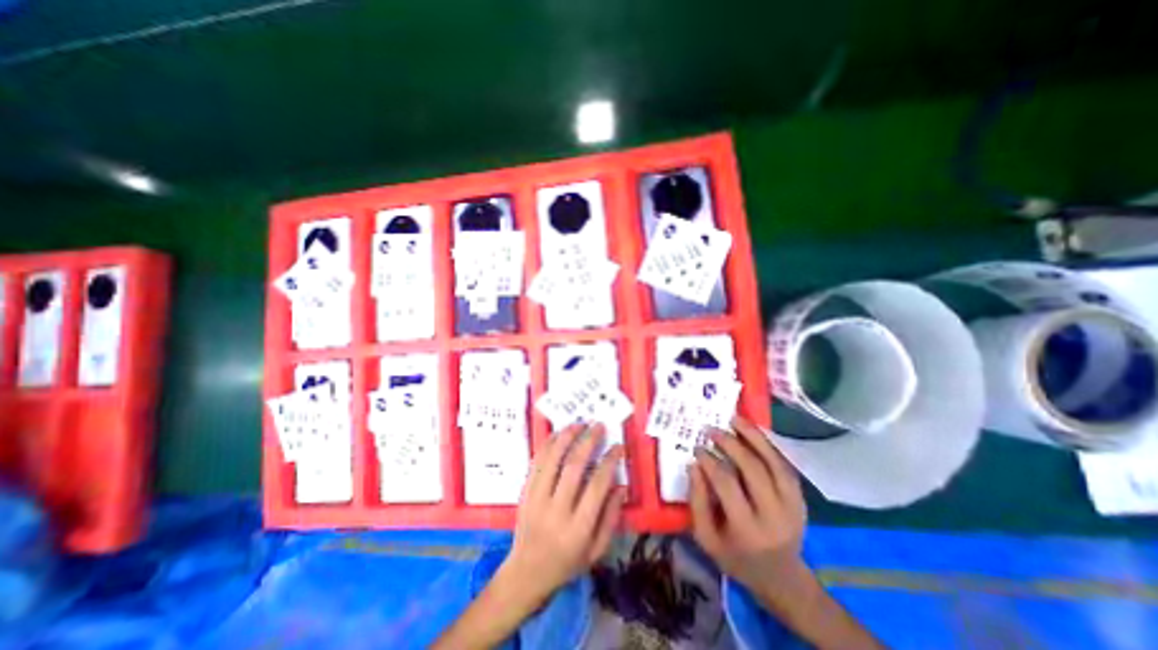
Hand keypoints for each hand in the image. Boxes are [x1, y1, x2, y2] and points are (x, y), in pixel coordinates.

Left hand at [496, 423, 623, 606]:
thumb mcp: (596, 550)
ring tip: (578, 424)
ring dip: (566, 438)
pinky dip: (547, 445)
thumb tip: (620, 485)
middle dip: (588, 442)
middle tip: (598, 426)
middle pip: (573, 468)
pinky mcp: (525, 493)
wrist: (526, 573)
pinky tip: (558, 434)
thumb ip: (611, 517)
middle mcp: (556, 510)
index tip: (617, 447)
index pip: (596, 487)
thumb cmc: (567, 563)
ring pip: (552, 460)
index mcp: (578, 529)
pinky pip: (536, 463)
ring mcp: (537, 499)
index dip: (609, 462)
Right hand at [686, 418, 807, 596]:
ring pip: (773, 463)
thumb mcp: (706, 538)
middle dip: (731, 444)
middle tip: (713, 429)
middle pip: (753, 469)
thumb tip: (694, 465)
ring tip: (735, 419)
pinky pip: (784, 466)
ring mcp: (792, 506)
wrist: (782, 578)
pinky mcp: (801, 499)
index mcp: (747, 529)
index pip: (727, 484)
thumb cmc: (737, 558)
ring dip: (754, 437)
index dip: (710, 461)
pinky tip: (754, 433)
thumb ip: (697, 501)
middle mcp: (774, 515)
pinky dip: (769, 446)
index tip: (697, 448)